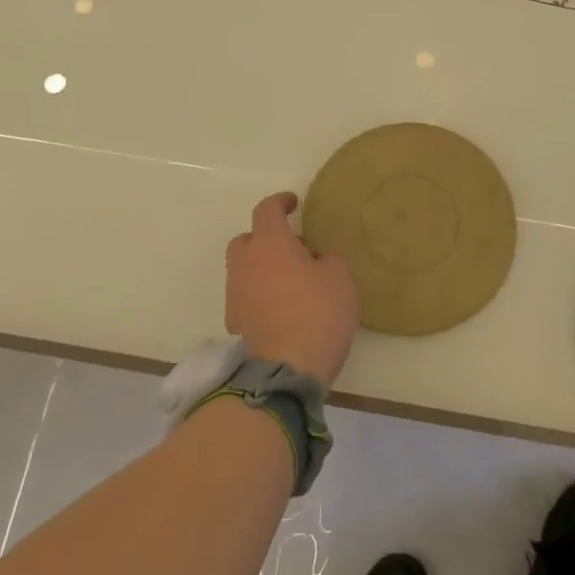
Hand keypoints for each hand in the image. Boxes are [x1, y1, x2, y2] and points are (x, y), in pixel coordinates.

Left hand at [224, 192, 358, 388]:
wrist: (283, 371)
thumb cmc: (316, 315)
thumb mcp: (340, 279)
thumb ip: (328, 259)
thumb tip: (316, 260)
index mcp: (269, 244)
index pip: (266, 210)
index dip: (280, 202)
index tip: (293, 203)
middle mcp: (245, 264)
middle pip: (247, 240)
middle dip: (266, 239)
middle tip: (293, 249)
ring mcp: (235, 295)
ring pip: (245, 270)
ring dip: (263, 269)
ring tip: (293, 283)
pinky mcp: (234, 323)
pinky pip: (247, 296)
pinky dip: (261, 295)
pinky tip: (284, 309)